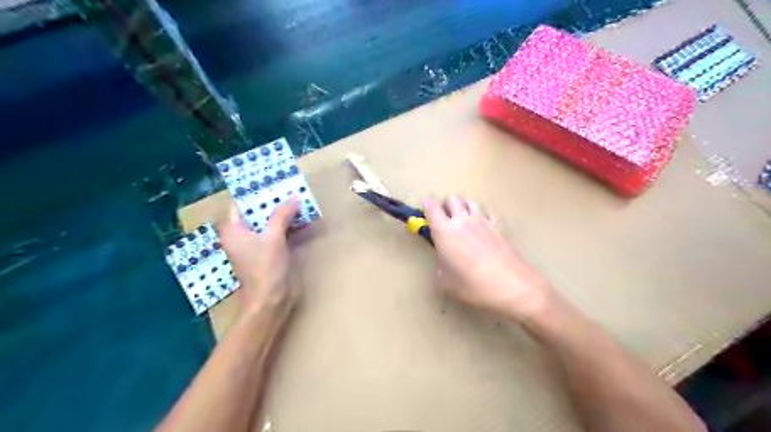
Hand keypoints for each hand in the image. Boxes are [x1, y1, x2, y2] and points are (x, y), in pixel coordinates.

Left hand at [218, 198, 302, 316]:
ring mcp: (255, 245)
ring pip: (267, 222)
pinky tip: (299, 217)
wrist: (271, 300)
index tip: (271, 181)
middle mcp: (241, 235)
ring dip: (281, 213)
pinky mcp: (268, 252)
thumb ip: (282, 215)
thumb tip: (293, 197)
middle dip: (271, 201)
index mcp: (233, 230)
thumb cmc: (265, 268)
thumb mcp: (273, 238)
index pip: (240, 204)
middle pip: (255, 212)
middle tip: (288, 187)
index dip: (254, 193)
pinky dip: (286, 225)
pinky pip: (276, 232)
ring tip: (296, 198)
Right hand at [421, 198, 553, 322]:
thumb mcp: (447, 283)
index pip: (431, 208)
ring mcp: (483, 222)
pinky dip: (482, 215)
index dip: (426, 204)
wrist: (512, 286)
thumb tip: (444, 263)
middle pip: (452, 199)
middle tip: (444, 219)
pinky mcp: (499, 227)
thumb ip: (440, 267)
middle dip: (446, 205)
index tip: (425, 208)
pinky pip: (488, 212)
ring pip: (470, 201)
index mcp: (444, 232)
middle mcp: (462, 221)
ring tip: (463, 220)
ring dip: (463, 207)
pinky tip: (482, 227)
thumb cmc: (473, 286)